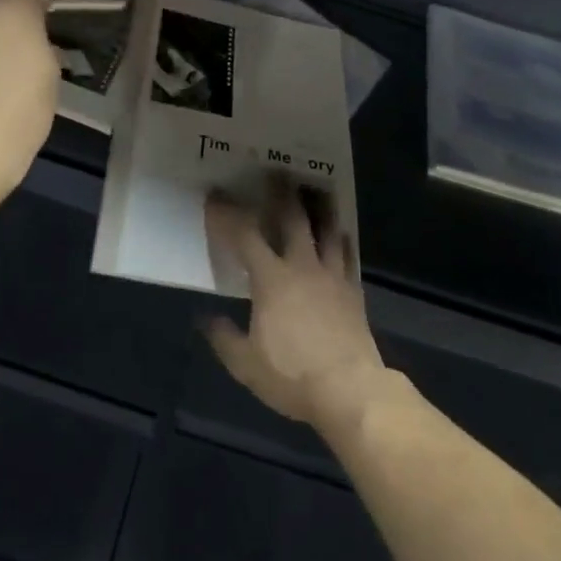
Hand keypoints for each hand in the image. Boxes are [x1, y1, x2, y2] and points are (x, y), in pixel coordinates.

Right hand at [204, 179, 389, 429]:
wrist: (348, 389)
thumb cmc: (292, 375)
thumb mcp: (246, 364)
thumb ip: (224, 339)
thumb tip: (206, 319)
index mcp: (271, 279)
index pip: (245, 236)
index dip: (228, 214)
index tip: (216, 196)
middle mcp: (302, 266)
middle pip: (292, 219)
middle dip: (282, 193)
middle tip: (277, 172)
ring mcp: (331, 275)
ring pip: (326, 229)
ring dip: (320, 207)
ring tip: (318, 189)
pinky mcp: (353, 290)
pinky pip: (347, 255)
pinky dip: (342, 239)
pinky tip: (341, 233)